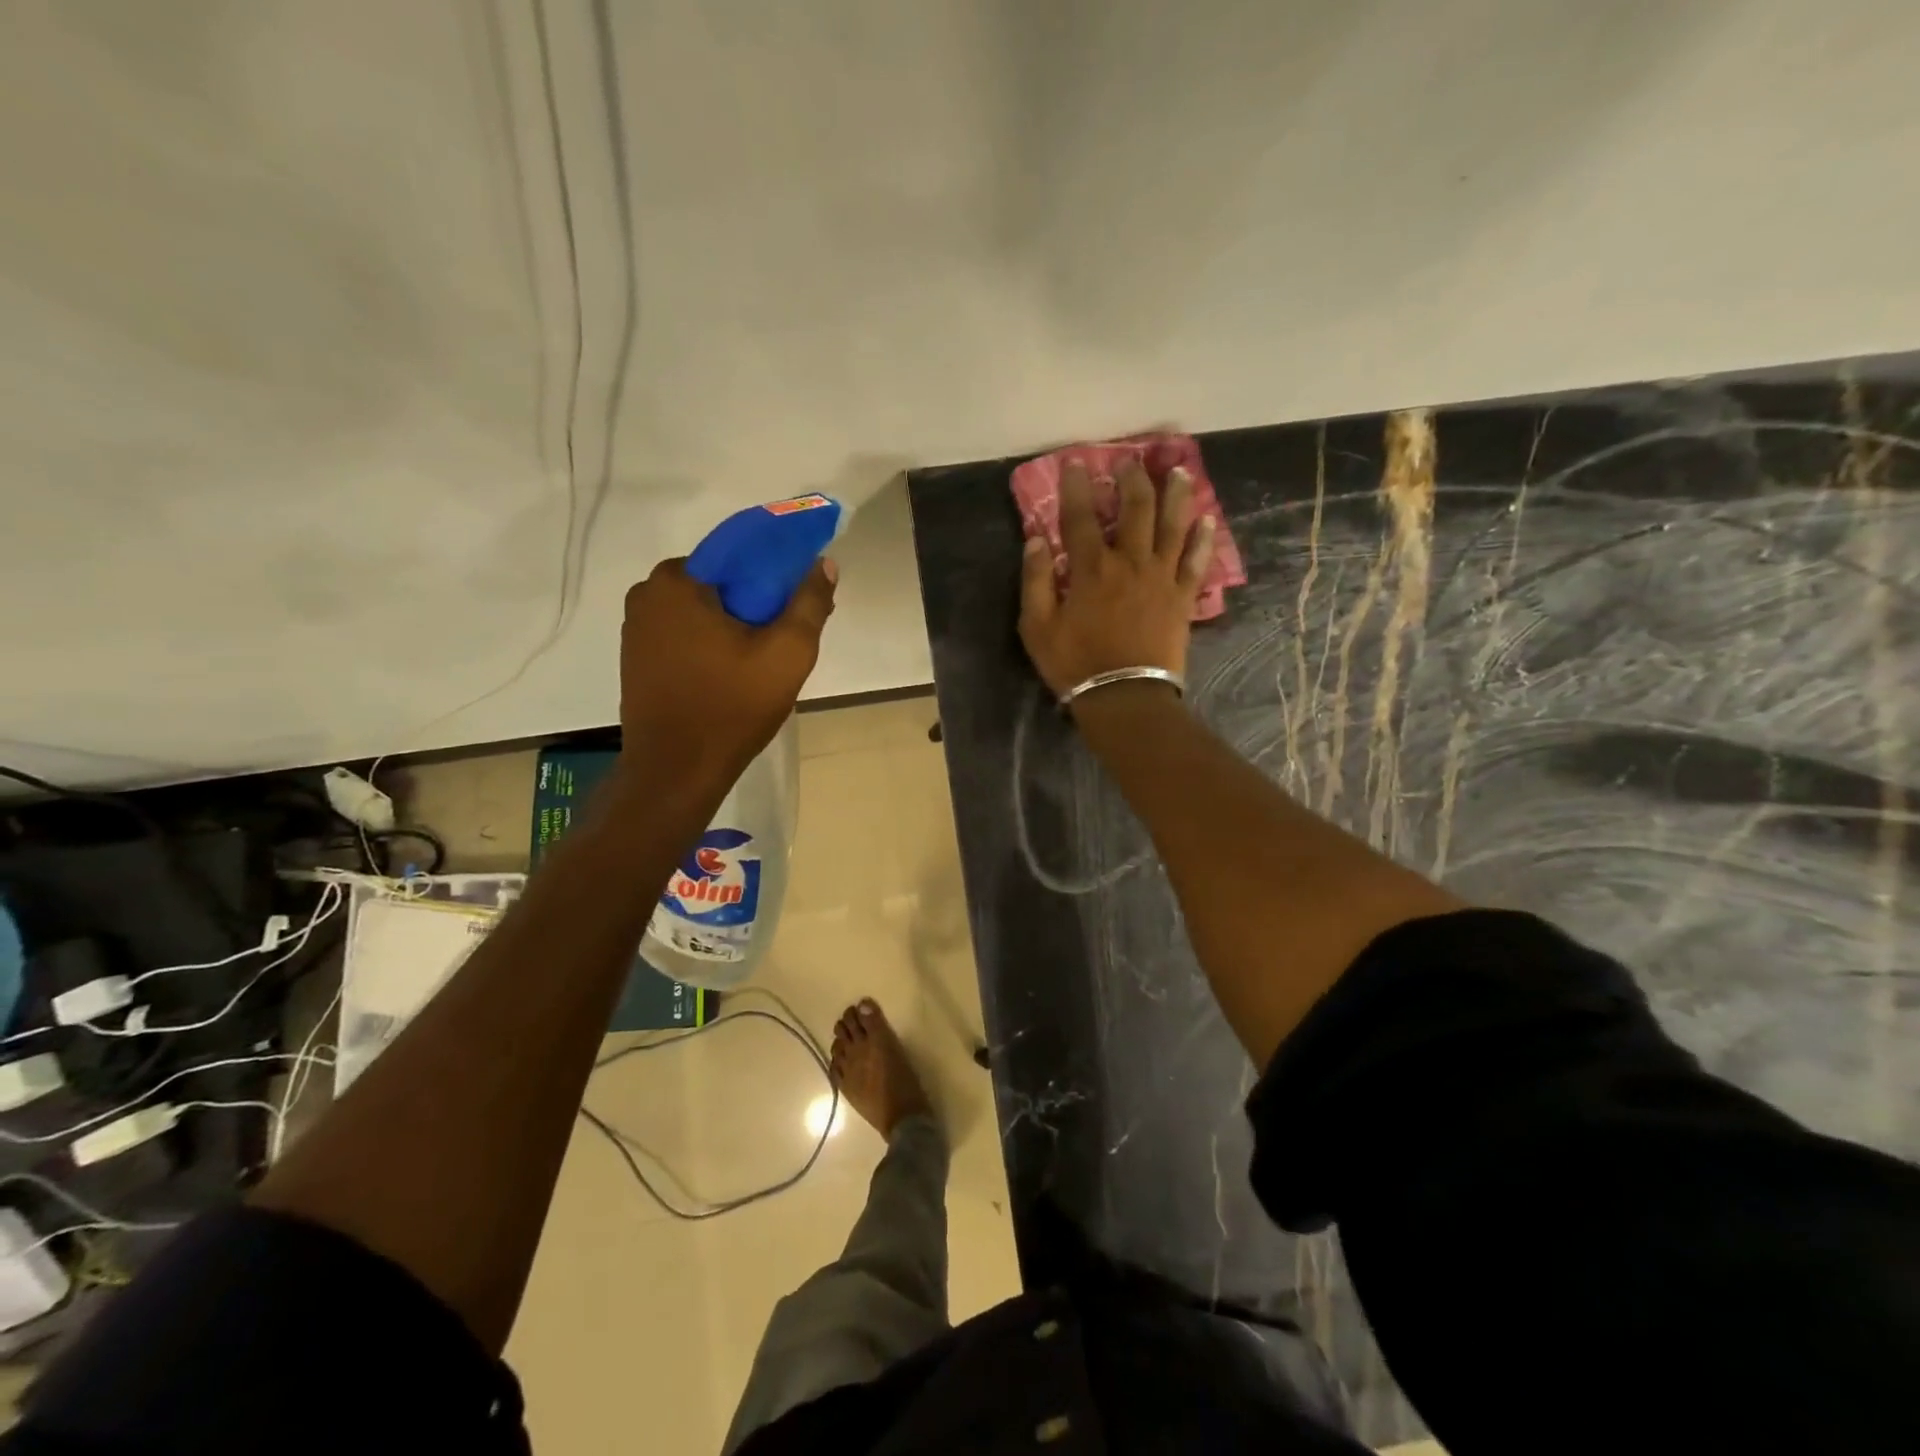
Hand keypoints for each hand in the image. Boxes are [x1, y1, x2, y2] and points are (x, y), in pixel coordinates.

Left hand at [618, 556, 836, 786]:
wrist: (677, 771)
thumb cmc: (732, 707)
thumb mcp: (787, 653)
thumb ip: (809, 603)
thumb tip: (824, 564)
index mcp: (677, 581)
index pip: (738, 555)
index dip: (775, 571)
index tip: (798, 598)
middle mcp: (647, 594)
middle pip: (719, 583)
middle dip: (755, 601)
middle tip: (786, 634)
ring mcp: (635, 628)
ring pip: (701, 610)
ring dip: (733, 624)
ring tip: (764, 657)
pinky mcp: (635, 658)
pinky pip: (684, 634)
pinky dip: (710, 643)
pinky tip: (734, 670)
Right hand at [1019, 458, 1214, 704]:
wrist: (1125, 697)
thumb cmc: (1075, 664)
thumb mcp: (1037, 628)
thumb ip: (1035, 581)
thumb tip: (1035, 539)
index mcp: (1091, 569)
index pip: (1081, 516)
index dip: (1076, 487)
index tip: (1076, 462)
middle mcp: (1130, 562)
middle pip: (1135, 509)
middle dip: (1132, 480)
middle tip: (1130, 461)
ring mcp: (1161, 578)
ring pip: (1172, 525)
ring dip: (1175, 494)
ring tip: (1178, 470)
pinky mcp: (1182, 598)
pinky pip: (1197, 561)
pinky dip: (1202, 538)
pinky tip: (1206, 519)